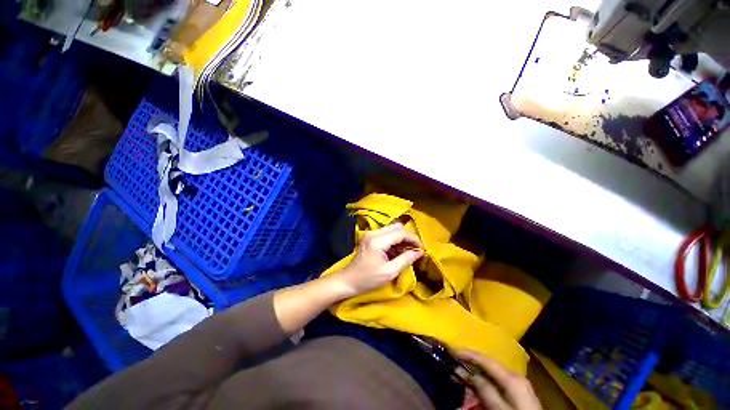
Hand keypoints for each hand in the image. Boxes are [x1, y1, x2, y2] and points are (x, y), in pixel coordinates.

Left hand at [332, 223, 422, 296]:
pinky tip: (397, 252)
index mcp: (378, 240)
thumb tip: (419, 252)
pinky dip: (394, 240)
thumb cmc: (368, 279)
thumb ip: (405, 259)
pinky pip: (386, 234)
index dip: (413, 239)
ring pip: (392, 229)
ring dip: (401, 238)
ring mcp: (370, 234)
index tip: (422, 248)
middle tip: (415, 249)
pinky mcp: (370, 237)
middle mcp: (374, 233)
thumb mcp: (389, 272)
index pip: (400, 233)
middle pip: (396, 227)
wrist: (348, 280)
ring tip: (407, 252)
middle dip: (408, 237)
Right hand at [454, 350, 541, 409]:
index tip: (452, 350)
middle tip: (454, 366)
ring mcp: (518, 384)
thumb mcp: (501, 409)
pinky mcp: (518, 393)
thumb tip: (467, 373)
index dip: (468, 353)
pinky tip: (476, 389)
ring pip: (491, 375)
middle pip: (488, 366)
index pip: (486, 360)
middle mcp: (515, 376)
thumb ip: (486, 390)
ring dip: (476, 377)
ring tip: (461, 379)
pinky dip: (484, 385)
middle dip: (470, 365)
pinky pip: (497, 384)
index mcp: (512, 377)